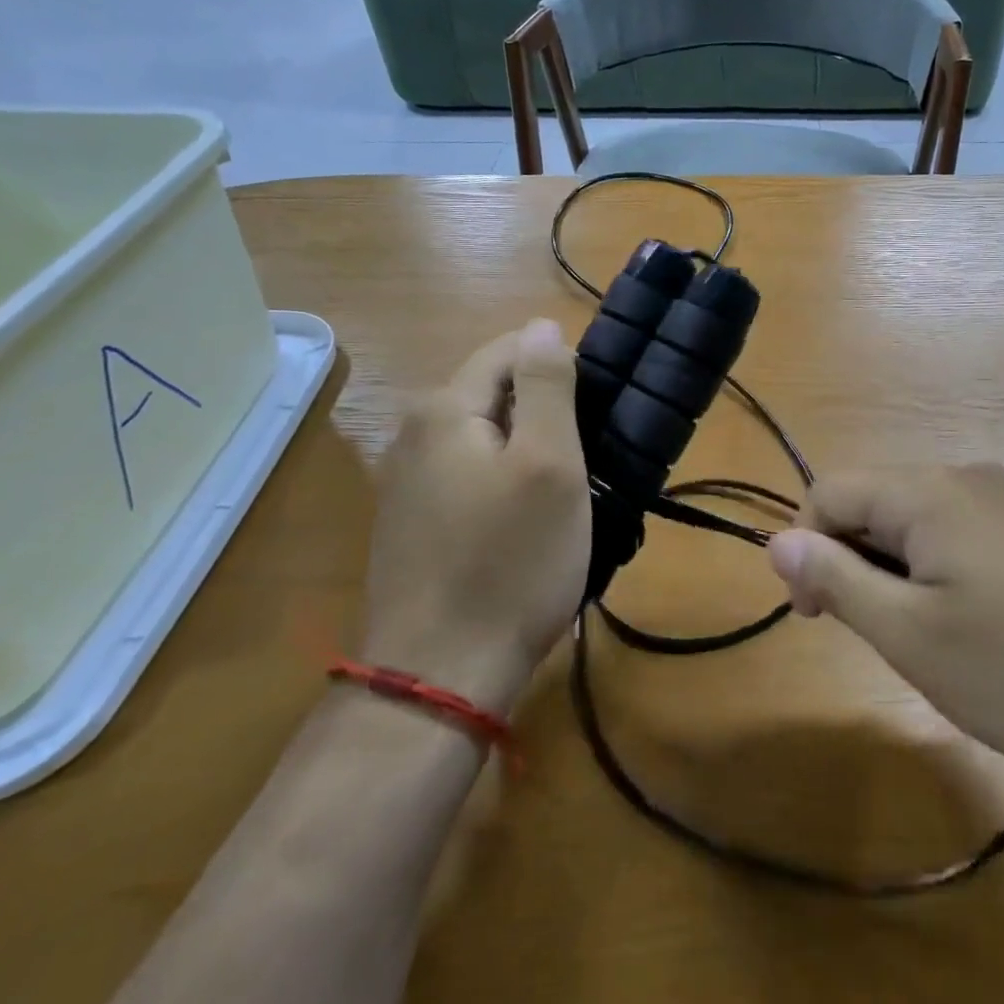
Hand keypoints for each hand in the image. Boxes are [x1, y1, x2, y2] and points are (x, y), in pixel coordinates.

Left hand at [362, 320, 589, 711]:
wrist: (440, 677)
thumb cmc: (510, 563)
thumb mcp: (549, 463)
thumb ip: (547, 385)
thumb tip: (543, 325)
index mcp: (443, 408)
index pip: (511, 349)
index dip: (561, 369)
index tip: (598, 412)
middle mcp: (412, 433)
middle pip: (495, 393)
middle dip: (546, 413)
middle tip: (588, 459)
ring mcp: (405, 481)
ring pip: (485, 437)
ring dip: (529, 451)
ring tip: (566, 493)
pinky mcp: (410, 522)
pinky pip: (470, 475)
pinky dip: (505, 483)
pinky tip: (526, 525)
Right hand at [766, 465, 1003, 807]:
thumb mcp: (915, 637)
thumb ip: (838, 581)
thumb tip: (777, 540)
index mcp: (930, 491)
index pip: (830, 491)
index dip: (807, 550)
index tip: (820, 620)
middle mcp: (975, 478)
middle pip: (882, 503)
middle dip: (862, 565)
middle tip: (892, 642)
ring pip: (930, 525)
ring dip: (909, 576)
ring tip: (947, 646)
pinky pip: (979, 538)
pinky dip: (958, 578)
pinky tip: (1001, 636)